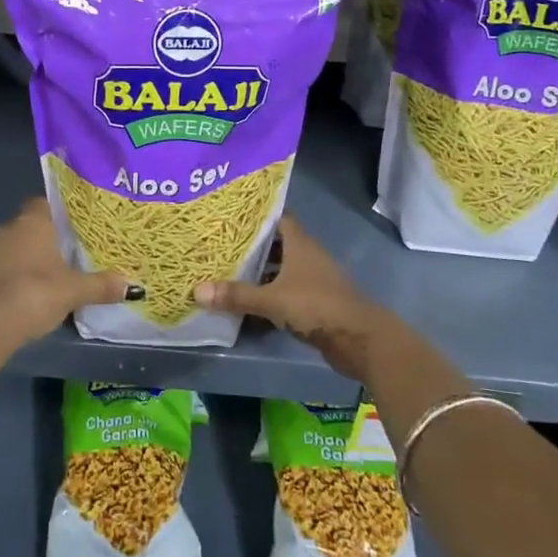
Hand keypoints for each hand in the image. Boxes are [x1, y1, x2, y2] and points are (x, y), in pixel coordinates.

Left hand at [0, 198, 128, 346]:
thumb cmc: (37, 293)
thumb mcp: (76, 291)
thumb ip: (102, 286)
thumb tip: (134, 286)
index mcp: (33, 223)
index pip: (43, 204)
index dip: (55, 214)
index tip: (69, 229)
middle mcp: (6, 229)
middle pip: (26, 226)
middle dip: (39, 239)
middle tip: (59, 257)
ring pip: (7, 248)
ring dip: (18, 259)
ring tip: (37, 281)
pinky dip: (0, 279)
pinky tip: (13, 297)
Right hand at [195, 219, 387, 380]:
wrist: (360, 340)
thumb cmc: (317, 306)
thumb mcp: (272, 300)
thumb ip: (237, 295)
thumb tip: (196, 291)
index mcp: (300, 243)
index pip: (278, 218)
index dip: (257, 216)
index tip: (231, 215)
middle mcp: (308, 256)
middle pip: (277, 244)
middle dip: (252, 245)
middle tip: (220, 244)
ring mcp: (314, 280)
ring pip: (282, 270)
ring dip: (261, 272)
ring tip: (228, 271)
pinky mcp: (316, 303)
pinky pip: (287, 292)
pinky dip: (270, 295)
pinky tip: (249, 303)